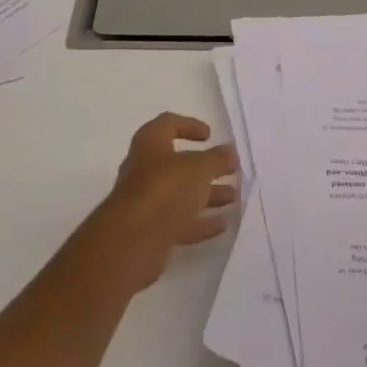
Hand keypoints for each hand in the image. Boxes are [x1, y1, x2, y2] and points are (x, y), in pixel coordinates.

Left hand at [84, 113, 238, 293]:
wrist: (132, 242)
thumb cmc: (165, 189)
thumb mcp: (199, 168)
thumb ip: (217, 159)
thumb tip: (230, 151)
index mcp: (150, 144)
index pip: (168, 124)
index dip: (189, 126)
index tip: (210, 135)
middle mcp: (145, 170)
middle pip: (178, 164)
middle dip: (206, 168)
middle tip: (231, 170)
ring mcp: (147, 203)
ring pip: (181, 195)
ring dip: (207, 195)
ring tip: (234, 197)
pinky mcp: (151, 232)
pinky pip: (180, 222)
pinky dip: (200, 222)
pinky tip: (223, 224)